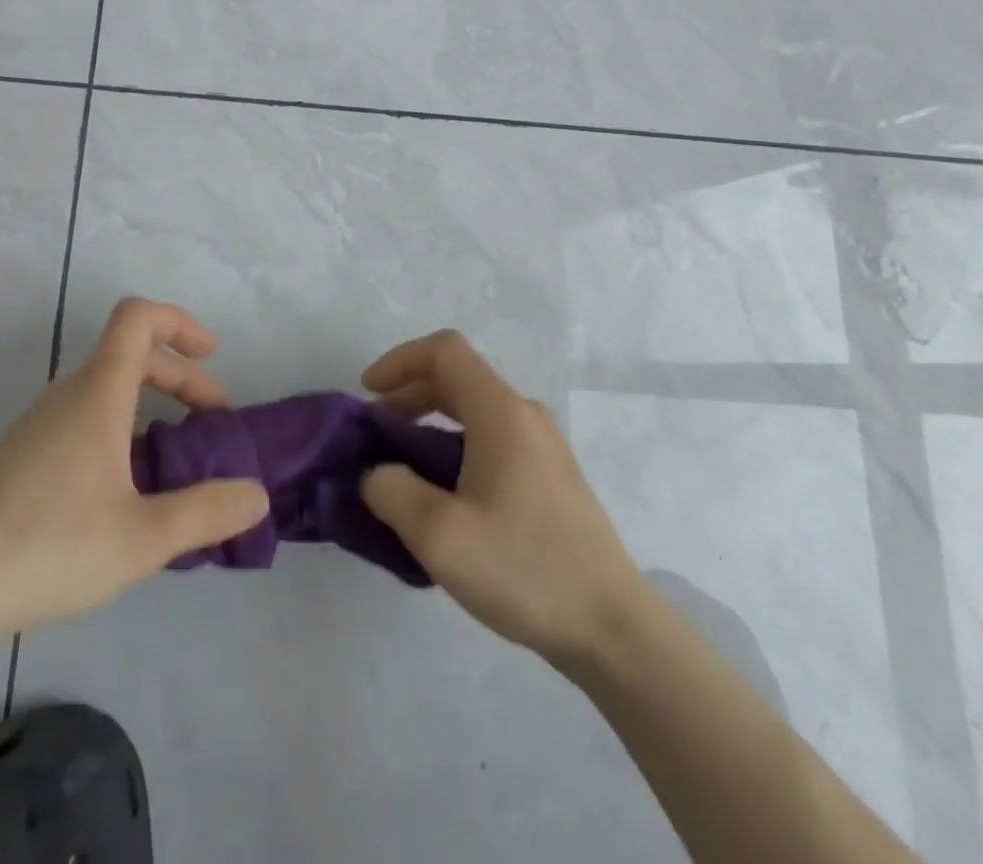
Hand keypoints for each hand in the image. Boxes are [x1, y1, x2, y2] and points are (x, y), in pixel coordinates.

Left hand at [0, 299, 269, 643]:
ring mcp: (40, 423)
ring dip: (151, 403)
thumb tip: (257, 494)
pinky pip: (84, 415)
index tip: (212, 355)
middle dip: (180, 376)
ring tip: (176, 458)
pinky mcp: (23, 453)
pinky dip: (121, 426)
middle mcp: (67, 395)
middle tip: (211, 422)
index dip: (180, 322)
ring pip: (106, 387)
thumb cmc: (53, 547)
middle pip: (131, 354)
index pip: (137, 318)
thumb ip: (208, 512)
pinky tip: (127, 487)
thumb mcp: (144, 537)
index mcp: (97, 394)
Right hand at [359, 330, 645, 666]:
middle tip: (377, 432)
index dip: (399, 360)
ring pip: (474, 409)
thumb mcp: (440, 536)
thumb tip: (377, 474)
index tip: (368, 394)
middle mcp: (525, 416)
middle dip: (408, 394)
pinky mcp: (550, 477)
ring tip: (402, 466)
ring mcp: (543, 446)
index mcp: (501, 412)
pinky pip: (492, 438)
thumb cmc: (525, 570)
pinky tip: (443, 494)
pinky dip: (454, 444)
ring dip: (430, 422)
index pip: (444, 351)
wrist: (615, 630)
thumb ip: (392, 492)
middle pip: (457, 377)